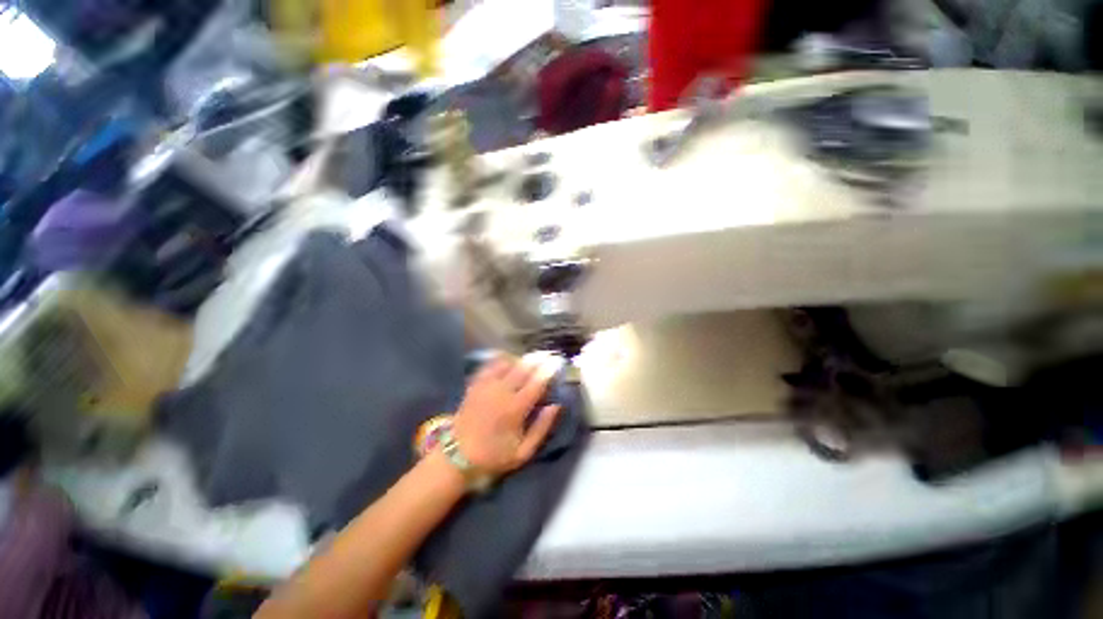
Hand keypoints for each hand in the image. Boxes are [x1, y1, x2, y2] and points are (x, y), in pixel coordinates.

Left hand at [451, 353, 562, 475]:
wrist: (456, 457)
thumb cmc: (493, 456)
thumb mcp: (523, 452)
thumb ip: (542, 428)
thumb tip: (555, 406)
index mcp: (515, 409)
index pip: (536, 382)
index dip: (548, 370)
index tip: (557, 362)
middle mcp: (501, 392)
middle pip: (523, 367)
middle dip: (538, 358)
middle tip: (548, 353)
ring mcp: (486, 386)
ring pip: (507, 362)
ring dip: (521, 358)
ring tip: (530, 358)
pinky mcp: (475, 384)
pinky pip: (490, 365)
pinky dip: (501, 360)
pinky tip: (508, 359)